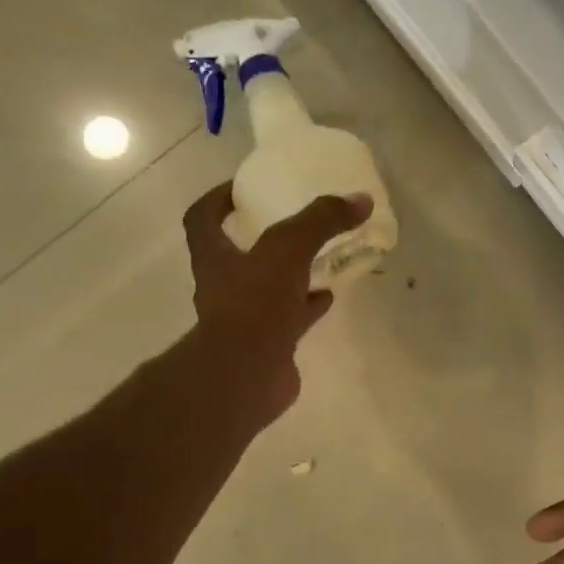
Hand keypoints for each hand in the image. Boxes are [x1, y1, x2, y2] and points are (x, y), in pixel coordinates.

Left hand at [182, 183, 369, 425]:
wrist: (247, 375)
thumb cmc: (255, 304)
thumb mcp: (288, 248)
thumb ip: (321, 220)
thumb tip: (360, 199)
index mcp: (215, 257)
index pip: (202, 218)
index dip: (217, 200)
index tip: (242, 188)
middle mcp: (224, 286)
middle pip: (238, 254)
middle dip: (264, 238)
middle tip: (295, 222)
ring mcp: (245, 318)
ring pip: (269, 287)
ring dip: (292, 273)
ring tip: (323, 256)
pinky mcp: (269, 343)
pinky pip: (290, 317)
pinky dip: (309, 305)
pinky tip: (330, 295)